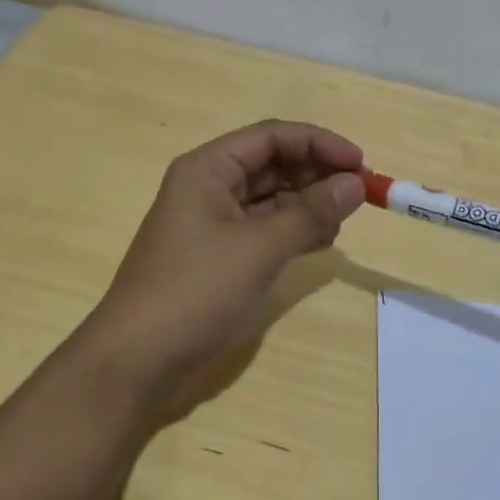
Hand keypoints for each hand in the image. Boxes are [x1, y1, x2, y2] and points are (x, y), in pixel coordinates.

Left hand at [78, 121, 366, 425]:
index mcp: (208, 169)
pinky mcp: (221, 257)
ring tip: (343, 221)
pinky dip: (295, 231)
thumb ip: (310, 213)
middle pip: (273, 164)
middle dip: (317, 174)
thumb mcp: (258, 248)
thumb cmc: (194, 291)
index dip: (319, 143)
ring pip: (272, 198)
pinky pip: (266, 230)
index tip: (360, 163)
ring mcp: (214, 224)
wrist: (138, 361)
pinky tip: (322, 243)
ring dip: (309, 204)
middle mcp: (211, 188)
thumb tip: (356, 184)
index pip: (272, 137)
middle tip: (360, 194)